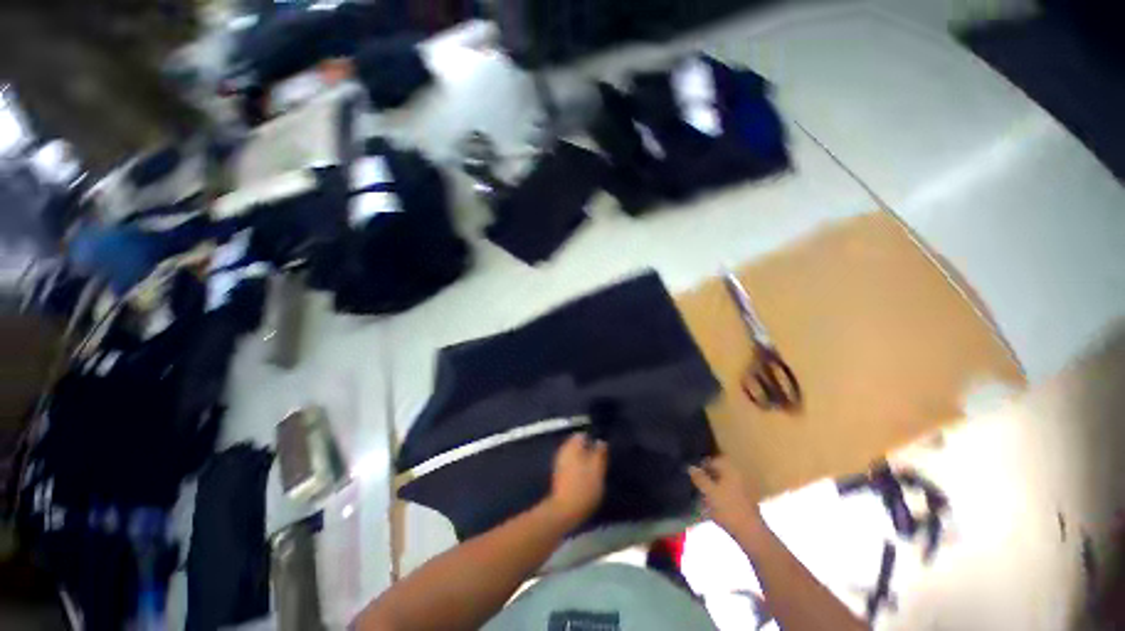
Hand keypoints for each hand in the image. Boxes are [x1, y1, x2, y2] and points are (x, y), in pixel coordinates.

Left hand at [546, 433, 607, 528]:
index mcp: (572, 445)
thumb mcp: (598, 468)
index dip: (593, 439)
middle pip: (578, 444)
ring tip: (594, 471)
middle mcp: (563, 450)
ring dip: (583, 460)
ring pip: (574, 455)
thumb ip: (600, 452)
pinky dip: (577, 468)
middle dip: (588, 450)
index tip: (601, 449)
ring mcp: (559, 462)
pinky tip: (585, 478)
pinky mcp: (558, 475)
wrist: (564, 510)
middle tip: (599, 461)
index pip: (583, 434)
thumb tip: (600, 440)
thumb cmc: (584, 486)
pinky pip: (570, 465)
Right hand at [688, 456, 765, 538]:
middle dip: (707, 475)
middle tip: (697, 483)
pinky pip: (729, 492)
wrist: (750, 532)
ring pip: (724, 482)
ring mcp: (743, 488)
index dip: (702, 465)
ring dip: (713, 486)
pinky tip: (713, 504)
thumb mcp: (709, 492)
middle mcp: (738, 475)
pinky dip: (720, 495)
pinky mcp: (745, 501)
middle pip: (719, 471)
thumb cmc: (728, 509)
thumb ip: (699, 478)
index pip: (713, 460)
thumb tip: (690, 467)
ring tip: (703, 495)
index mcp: (730, 470)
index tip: (693, 473)